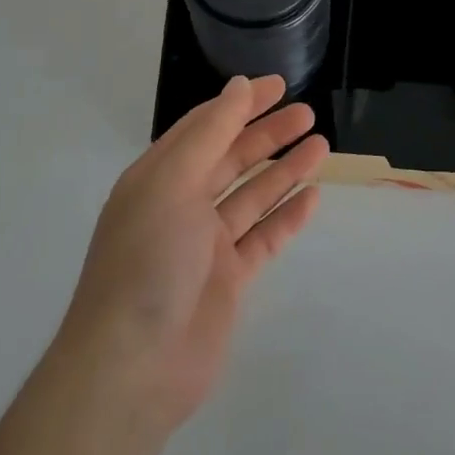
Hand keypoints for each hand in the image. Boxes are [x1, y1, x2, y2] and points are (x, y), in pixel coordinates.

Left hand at [59, 76, 329, 432]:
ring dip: (284, 170)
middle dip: (268, 134)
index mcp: (159, 178)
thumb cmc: (148, 260)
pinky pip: (263, 238)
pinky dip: (287, 216)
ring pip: (252, 196)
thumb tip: (237, 87)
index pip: (205, 127)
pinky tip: (313, 197)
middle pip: (231, 158)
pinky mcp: (227, 281)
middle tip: (308, 114)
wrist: (133, 369)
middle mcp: (181, 205)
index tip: (279, 85)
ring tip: (322, 146)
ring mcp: (205, 245)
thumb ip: (210, 133)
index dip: (241, 103)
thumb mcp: (173, 182)